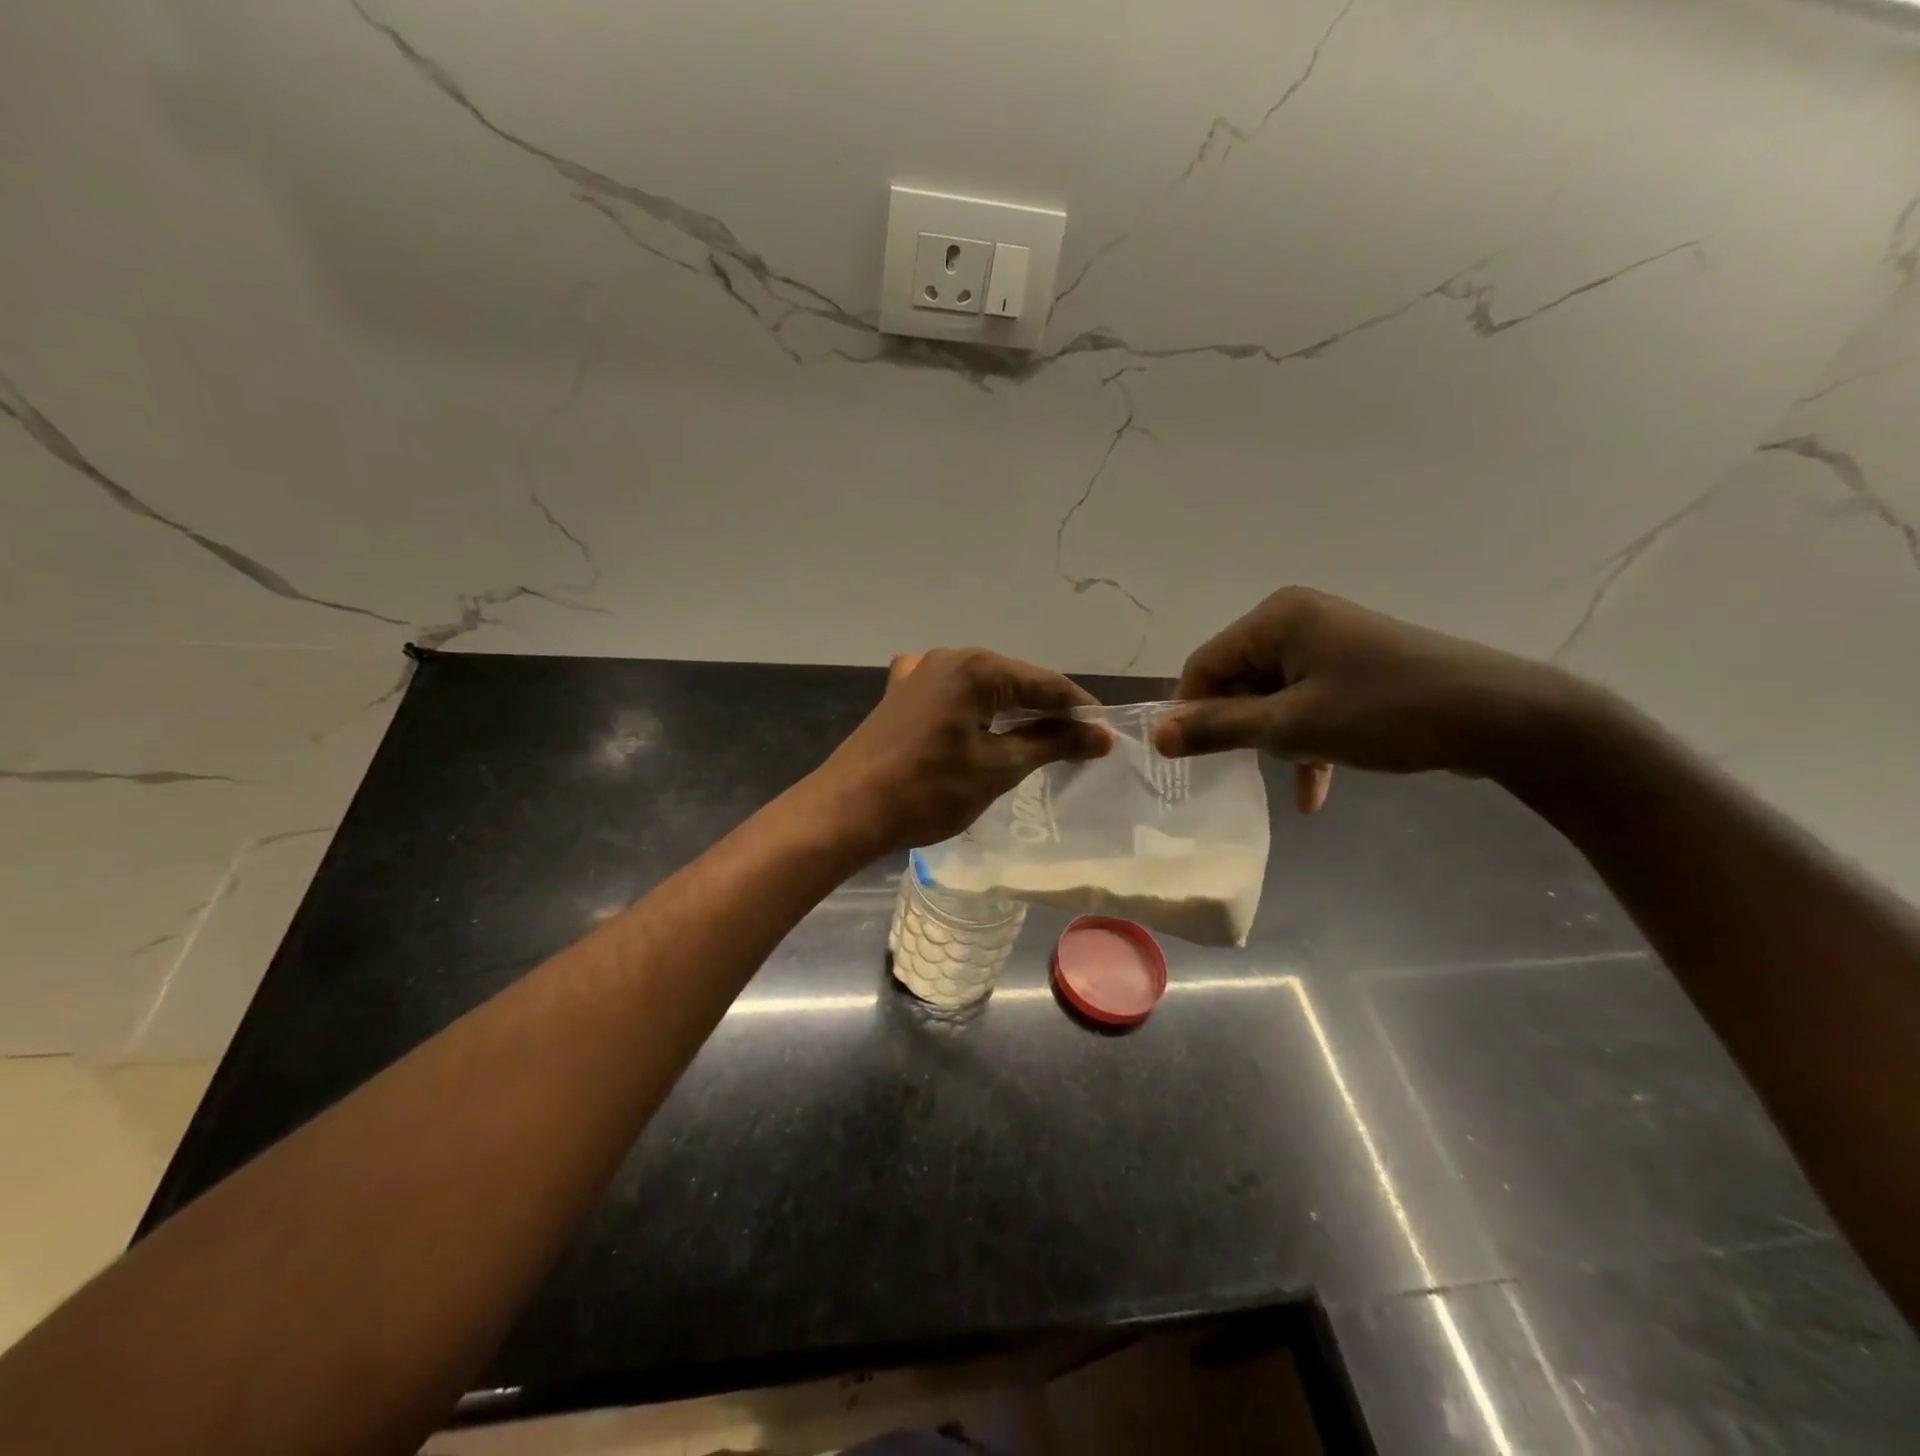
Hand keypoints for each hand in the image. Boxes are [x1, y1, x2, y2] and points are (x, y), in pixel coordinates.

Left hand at [809, 648, 1108, 855]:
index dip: (1080, 710)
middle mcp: (949, 657)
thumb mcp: (999, 767)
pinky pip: (951, 695)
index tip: (1105, 736)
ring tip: (1039, 741)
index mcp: (978, 667)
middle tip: (1077, 744)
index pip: (1046, 684)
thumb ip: (1053, 743)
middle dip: (1047, 710)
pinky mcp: (900, 694)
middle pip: (1015, 681)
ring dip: (1012, 711)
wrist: (848, 809)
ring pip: (983, 688)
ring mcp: (919, 672)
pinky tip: (978, 726)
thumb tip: (1101, 735)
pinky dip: (974, 710)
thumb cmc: (929, 790)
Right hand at [1154, 587, 1582, 809]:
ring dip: (1276, 741)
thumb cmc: (1385, 713)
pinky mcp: (1356, 668)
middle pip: (1239, 680)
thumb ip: (1220, 729)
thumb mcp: (1293, 725)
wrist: (1501, 718)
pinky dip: (1308, 743)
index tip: (1188, 759)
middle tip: (1245, 771)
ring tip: (1293, 775)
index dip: (1190, 712)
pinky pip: (1310, 704)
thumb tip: (1156, 737)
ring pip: (1274, 698)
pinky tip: (1315, 794)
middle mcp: (1299, 620)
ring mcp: (1331, 643)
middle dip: (1242, 729)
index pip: (1205, 664)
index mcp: (1277, 618)